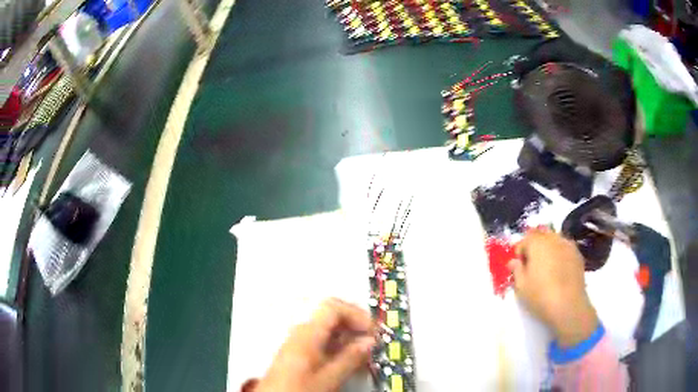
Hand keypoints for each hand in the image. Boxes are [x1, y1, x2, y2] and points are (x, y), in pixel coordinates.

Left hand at [255, 298, 375, 391]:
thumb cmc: (299, 389)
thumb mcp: (329, 378)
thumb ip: (350, 358)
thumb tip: (369, 342)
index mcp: (307, 334)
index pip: (332, 307)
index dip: (356, 314)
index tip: (372, 330)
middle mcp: (300, 332)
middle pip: (330, 313)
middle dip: (353, 322)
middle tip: (371, 337)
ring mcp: (297, 340)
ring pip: (327, 327)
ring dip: (347, 334)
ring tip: (362, 349)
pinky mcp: (298, 351)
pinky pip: (321, 338)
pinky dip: (337, 343)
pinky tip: (346, 357)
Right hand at [508, 229, 598, 346]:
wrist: (568, 305)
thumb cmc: (540, 295)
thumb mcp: (521, 286)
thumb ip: (516, 270)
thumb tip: (514, 261)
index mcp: (537, 243)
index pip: (524, 240)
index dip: (520, 253)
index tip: (518, 267)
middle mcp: (553, 238)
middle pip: (541, 237)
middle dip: (535, 249)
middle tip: (532, 267)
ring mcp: (568, 245)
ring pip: (555, 242)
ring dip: (549, 251)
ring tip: (547, 270)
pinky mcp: (578, 255)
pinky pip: (565, 250)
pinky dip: (560, 256)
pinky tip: (559, 273)